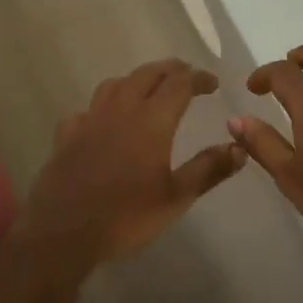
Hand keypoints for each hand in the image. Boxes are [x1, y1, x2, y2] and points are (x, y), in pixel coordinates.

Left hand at [21, 59, 246, 261]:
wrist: (62, 233)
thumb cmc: (126, 216)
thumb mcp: (176, 198)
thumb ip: (209, 169)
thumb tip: (239, 146)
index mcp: (151, 120)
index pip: (179, 84)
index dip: (198, 78)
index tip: (213, 82)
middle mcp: (120, 110)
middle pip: (146, 75)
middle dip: (169, 70)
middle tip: (185, 74)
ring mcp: (89, 120)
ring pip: (114, 84)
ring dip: (136, 80)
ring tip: (148, 89)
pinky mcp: (67, 135)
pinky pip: (87, 109)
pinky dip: (102, 107)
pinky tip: (103, 121)